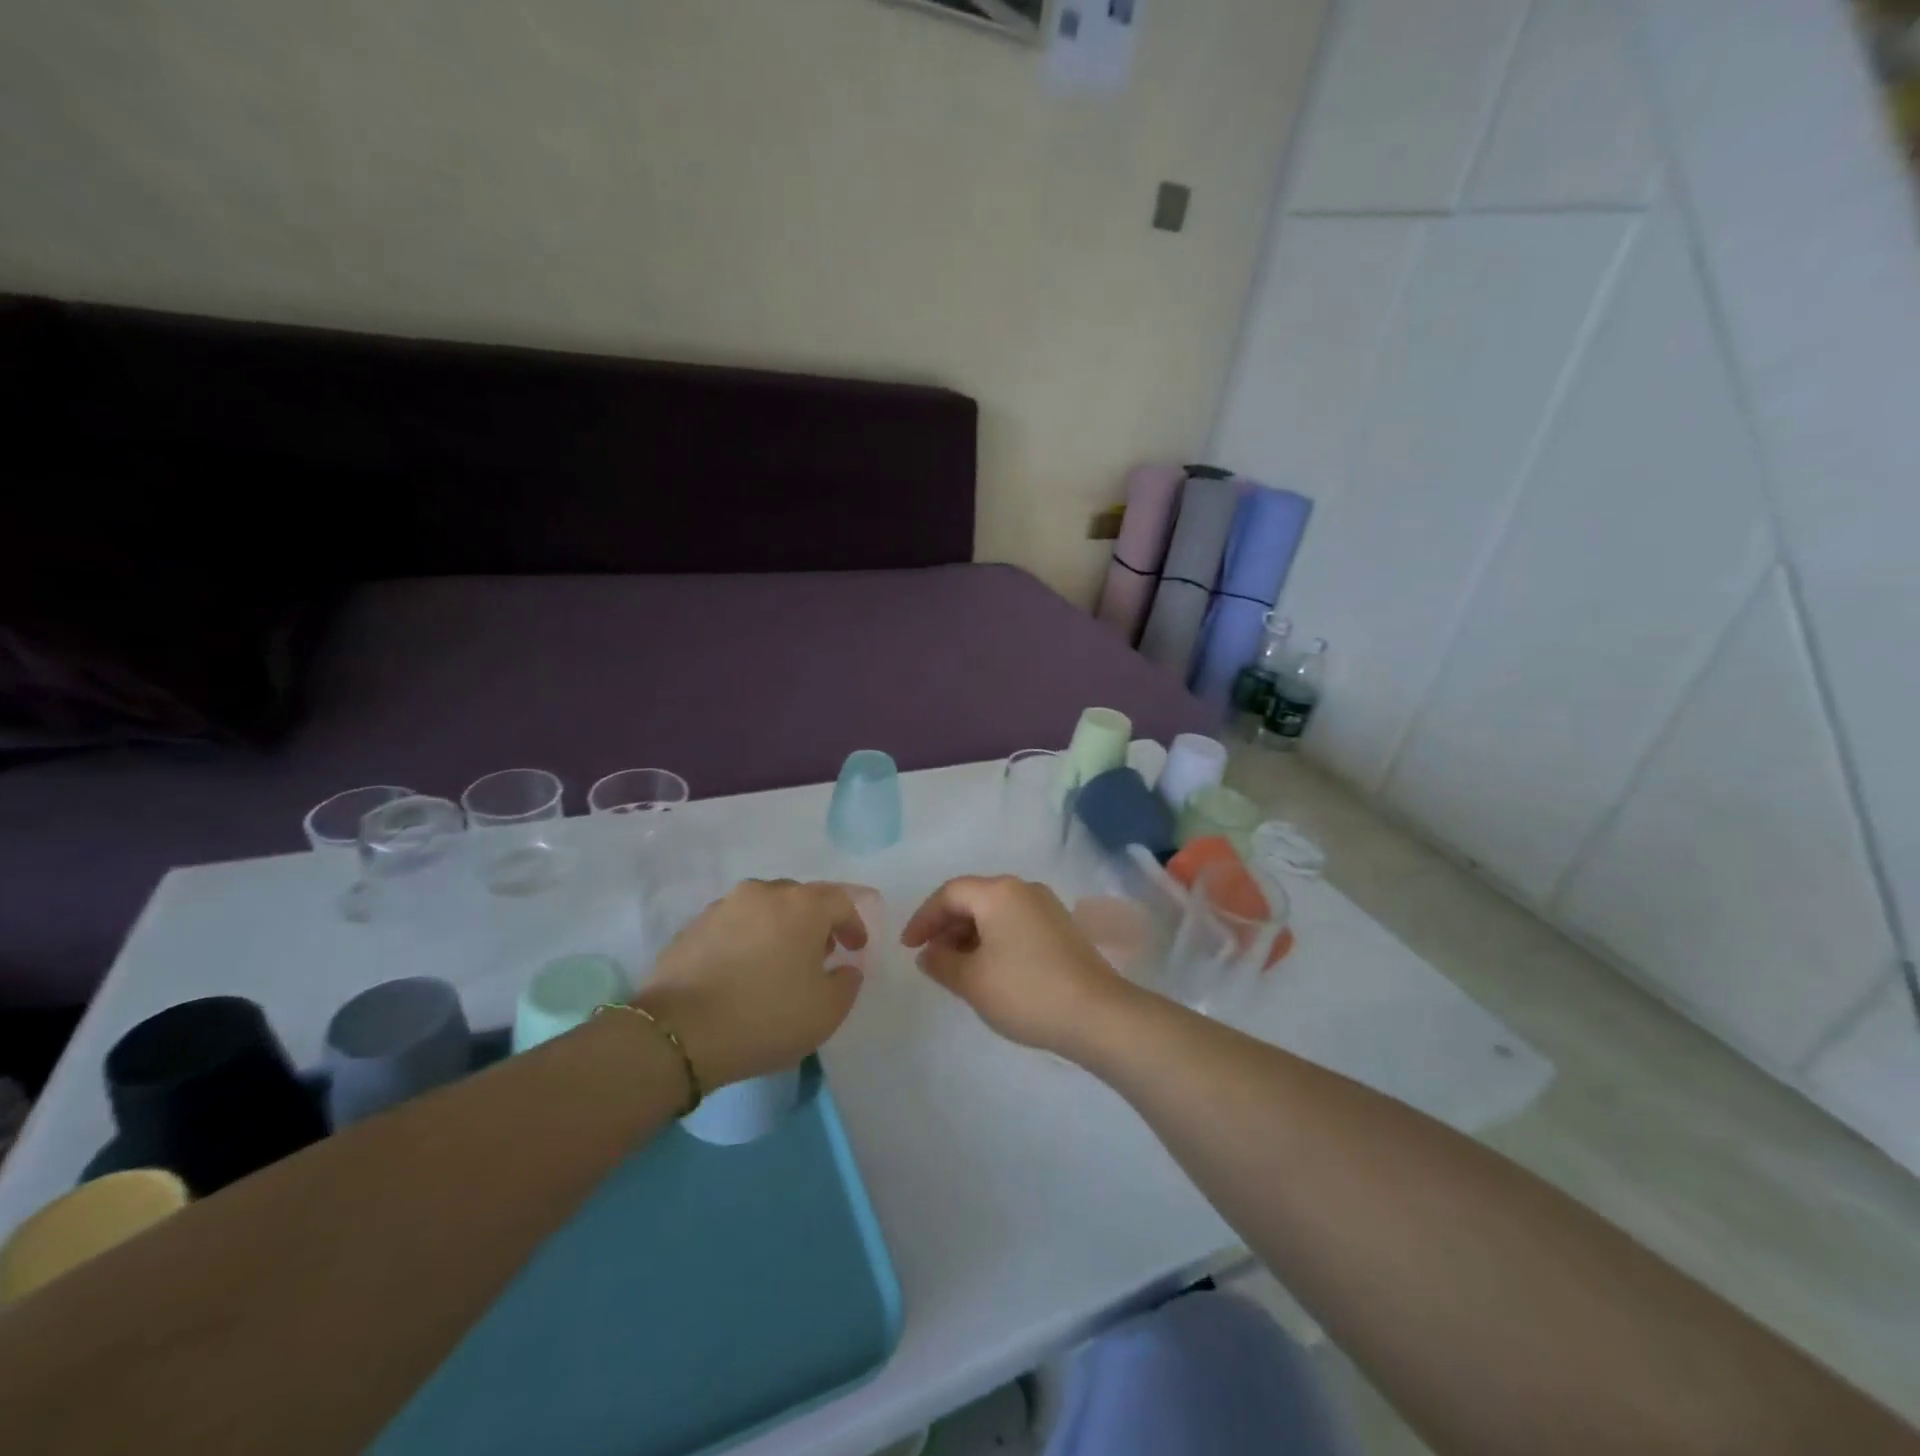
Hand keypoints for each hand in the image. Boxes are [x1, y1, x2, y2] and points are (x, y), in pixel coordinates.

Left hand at [636, 880, 867, 1087]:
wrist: (678, 1033)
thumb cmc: (765, 1017)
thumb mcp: (826, 1012)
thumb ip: (847, 983)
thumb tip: (844, 968)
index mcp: (803, 905)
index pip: (841, 901)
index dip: (853, 924)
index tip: (856, 949)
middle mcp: (764, 893)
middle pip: (800, 898)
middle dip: (815, 922)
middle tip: (819, 953)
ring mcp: (724, 906)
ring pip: (764, 907)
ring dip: (778, 927)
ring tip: (778, 961)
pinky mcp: (693, 926)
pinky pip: (734, 924)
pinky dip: (747, 939)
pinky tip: (743, 970)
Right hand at [900, 875, 1128, 1058]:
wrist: (1097, 1014)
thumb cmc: (1026, 991)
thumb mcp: (972, 980)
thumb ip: (941, 962)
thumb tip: (929, 953)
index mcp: (999, 892)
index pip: (949, 893)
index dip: (924, 918)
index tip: (909, 947)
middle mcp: (1024, 889)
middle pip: (974, 898)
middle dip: (947, 926)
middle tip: (931, 958)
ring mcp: (1047, 907)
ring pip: (996, 912)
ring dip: (970, 935)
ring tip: (957, 968)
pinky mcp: (1062, 928)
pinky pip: (1016, 923)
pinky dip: (994, 940)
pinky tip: (990, 970)